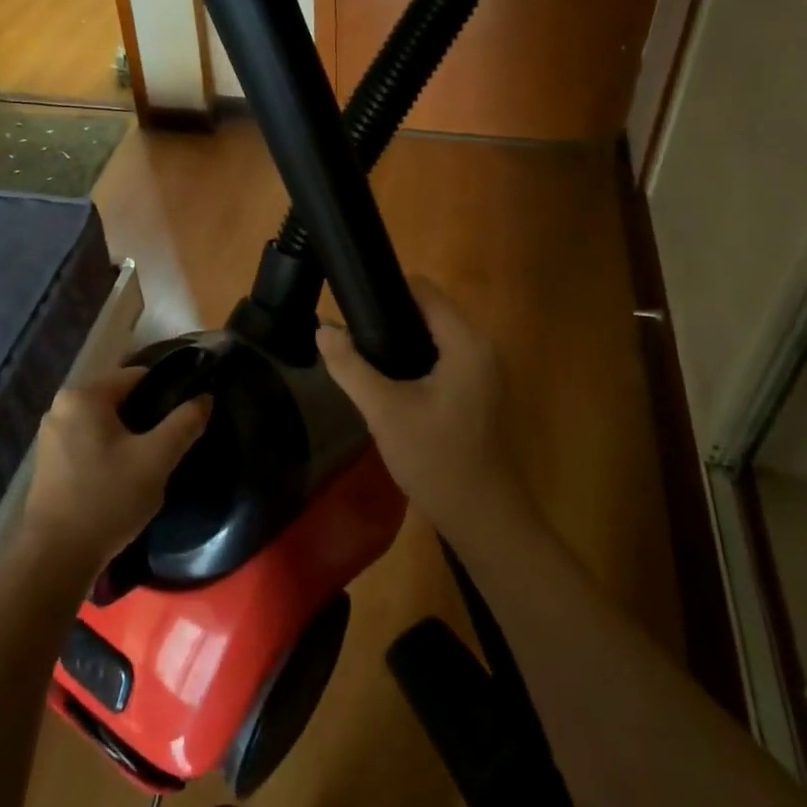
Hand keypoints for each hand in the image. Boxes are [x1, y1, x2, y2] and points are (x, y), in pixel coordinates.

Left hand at [22, 368, 210, 576]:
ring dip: (129, 436)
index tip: (188, 412)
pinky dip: (109, 451)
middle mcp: (61, 407)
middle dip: (147, 416)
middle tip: (173, 441)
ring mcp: (51, 436)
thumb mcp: (156, 459)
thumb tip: (205, 397)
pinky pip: (88, 442)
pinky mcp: (48, 462)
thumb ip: (184, 423)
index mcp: (83, 396)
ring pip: (104, 423)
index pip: (136, 376)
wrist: (55, 559)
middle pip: (119, 399)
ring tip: (154, 460)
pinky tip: (125, 475)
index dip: (167, 390)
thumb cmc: (107, 499)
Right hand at [318, 278, 526, 544]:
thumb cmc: (435, 458)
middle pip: (430, 311)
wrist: (482, 516)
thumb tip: (323, 328)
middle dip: (389, 317)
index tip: (350, 302)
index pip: (424, 291)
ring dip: (401, 340)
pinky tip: (389, 380)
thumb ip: (350, 366)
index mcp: (466, 342)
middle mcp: (482, 347)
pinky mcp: (479, 391)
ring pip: (435, 336)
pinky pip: (443, 358)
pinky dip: (416, 360)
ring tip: (362, 353)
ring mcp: (484, 371)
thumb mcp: (384, 410)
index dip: (385, 289)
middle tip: (350, 334)